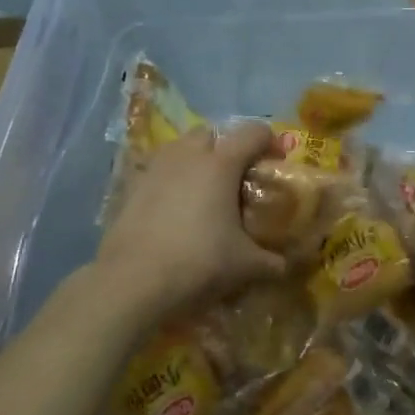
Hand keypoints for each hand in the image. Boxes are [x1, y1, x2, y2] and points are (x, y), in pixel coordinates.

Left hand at [97, 122, 284, 317]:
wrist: (133, 282)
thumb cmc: (199, 262)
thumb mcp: (245, 265)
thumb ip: (270, 261)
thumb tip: (284, 266)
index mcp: (221, 164)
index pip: (253, 133)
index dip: (270, 142)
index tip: (276, 162)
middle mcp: (188, 156)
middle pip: (211, 133)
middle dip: (225, 147)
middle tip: (235, 177)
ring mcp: (155, 169)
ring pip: (179, 149)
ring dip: (194, 160)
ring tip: (202, 191)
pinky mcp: (130, 187)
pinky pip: (156, 172)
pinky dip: (168, 182)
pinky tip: (173, 209)